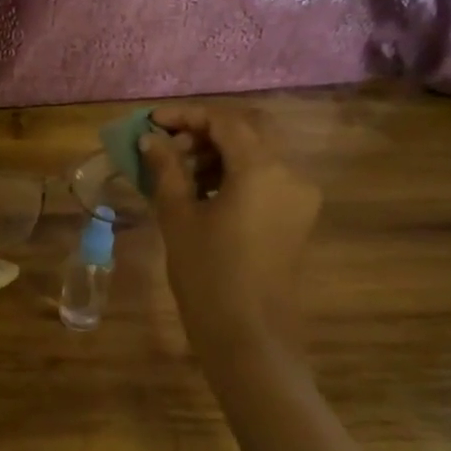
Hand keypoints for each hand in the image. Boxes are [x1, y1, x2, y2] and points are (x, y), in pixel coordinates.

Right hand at [140, 106, 320, 355]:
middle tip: (168, 144)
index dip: (186, 115)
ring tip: (179, 170)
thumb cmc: (207, 274)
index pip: (225, 121)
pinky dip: (236, 172)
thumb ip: (167, 169)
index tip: (152, 122)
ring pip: (259, 152)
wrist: (248, 335)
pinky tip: (204, 191)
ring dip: (220, 151)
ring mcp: (299, 196)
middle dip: (206, 129)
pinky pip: (267, 177)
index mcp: (262, 169)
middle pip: (249, 129)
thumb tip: (151, 139)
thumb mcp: (178, 217)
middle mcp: (290, 173)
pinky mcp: (297, 216)